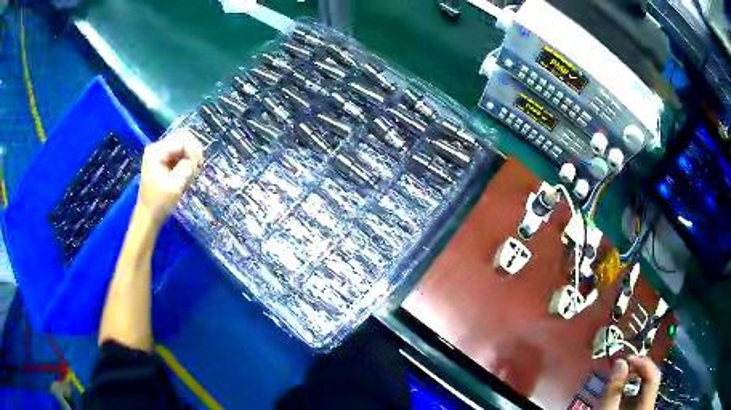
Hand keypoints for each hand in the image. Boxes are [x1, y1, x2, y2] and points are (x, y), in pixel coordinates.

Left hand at [138, 129, 202, 223]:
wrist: (148, 217)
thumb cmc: (159, 203)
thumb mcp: (174, 185)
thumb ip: (186, 167)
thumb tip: (195, 158)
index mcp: (156, 151)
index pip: (181, 141)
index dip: (193, 151)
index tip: (200, 166)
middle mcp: (157, 148)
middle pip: (182, 140)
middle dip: (193, 152)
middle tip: (199, 167)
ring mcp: (160, 155)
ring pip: (182, 147)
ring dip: (191, 158)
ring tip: (194, 172)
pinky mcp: (163, 162)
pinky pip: (179, 155)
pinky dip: (186, 162)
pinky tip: (189, 173)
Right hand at [600, 356, 660, 409]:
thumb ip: (613, 391)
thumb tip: (620, 362)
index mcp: (647, 405)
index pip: (653, 376)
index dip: (643, 363)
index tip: (626, 359)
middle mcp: (651, 405)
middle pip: (651, 379)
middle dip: (637, 371)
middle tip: (621, 368)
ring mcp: (647, 408)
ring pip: (645, 388)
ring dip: (633, 380)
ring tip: (619, 379)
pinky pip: (641, 396)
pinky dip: (632, 390)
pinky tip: (622, 392)